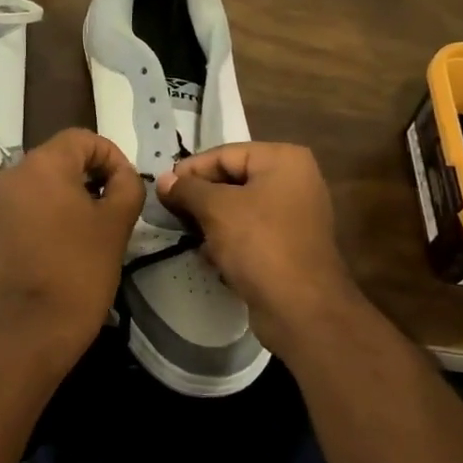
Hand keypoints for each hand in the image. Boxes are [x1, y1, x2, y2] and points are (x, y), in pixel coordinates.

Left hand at [0, 128, 144, 371]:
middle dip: (94, 174)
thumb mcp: (117, 223)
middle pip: (61, 157)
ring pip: (46, 181)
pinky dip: (54, 211)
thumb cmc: (79, 270)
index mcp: (41, 164)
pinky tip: (72, 241)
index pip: (83, 139)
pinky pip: (31, 204)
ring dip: (75, 194)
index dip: (112, 157)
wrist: (32, 328)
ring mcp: (0, 202)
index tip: (128, 188)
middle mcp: (13, 174)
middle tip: (117, 207)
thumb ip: (127, 185)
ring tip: (98, 226)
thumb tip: (122, 176)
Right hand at [157, 142, 361, 352]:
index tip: (161, 191)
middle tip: (170, 214)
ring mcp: (294, 215)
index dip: (189, 171)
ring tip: (188, 236)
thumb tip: (164, 180)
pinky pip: (250, 233)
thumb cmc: (259, 244)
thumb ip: (187, 189)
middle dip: (199, 198)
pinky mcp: (288, 245)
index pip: (223, 154)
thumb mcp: (216, 209)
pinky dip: (228, 241)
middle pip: (232, 180)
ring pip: (238, 209)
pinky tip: (210, 258)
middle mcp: (294, 180)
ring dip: (210, 223)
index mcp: (283, 160)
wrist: (300, 308)